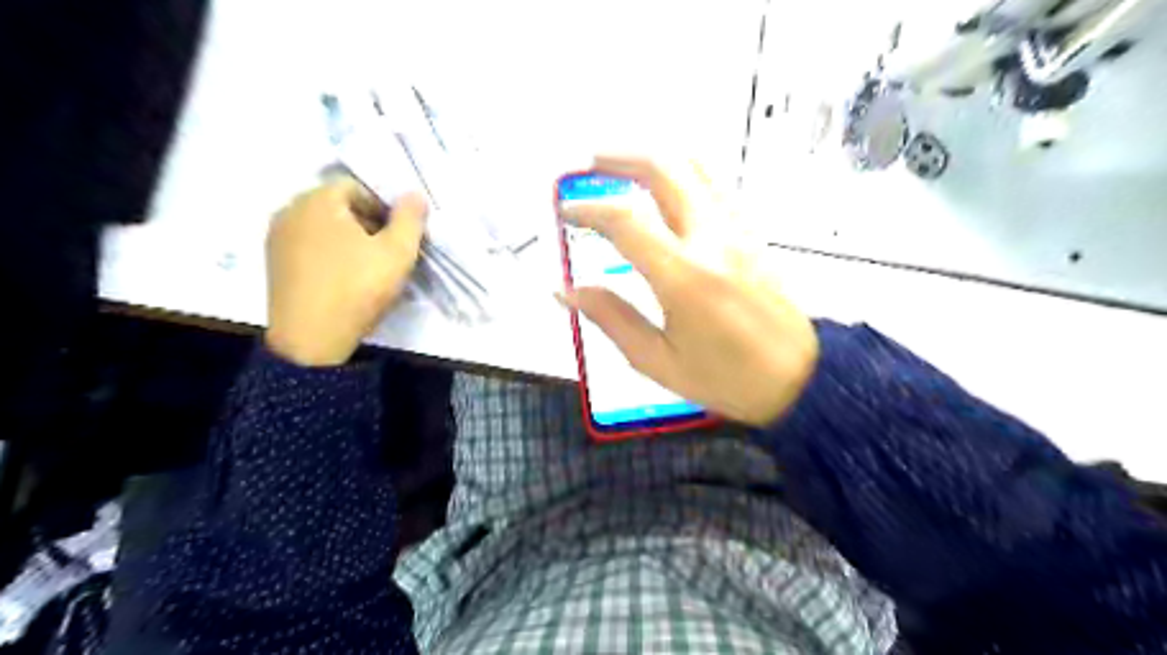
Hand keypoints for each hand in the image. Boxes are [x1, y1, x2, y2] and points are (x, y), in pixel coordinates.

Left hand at [264, 176, 427, 365]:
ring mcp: (277, 238)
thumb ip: (410, 218)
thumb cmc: (358, 288)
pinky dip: (329, 254)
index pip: (356, 187)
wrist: (311, 339)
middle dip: (367, 223)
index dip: (384, 207)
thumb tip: (415, 194)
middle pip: (337, 205)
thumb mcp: (398, 252)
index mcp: (317, 200)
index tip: (399, 236)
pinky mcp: (273, 263)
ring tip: (367, 268)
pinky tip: (344, 279)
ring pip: (322, 227)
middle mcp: (290, 210)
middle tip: (387, 252)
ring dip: (348, 239)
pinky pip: (308, 246)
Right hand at [560, 156, 813, 426]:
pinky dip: (680, 174)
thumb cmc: (727, 378)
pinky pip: (713, 185)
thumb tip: (566, 291)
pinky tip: (663, 192)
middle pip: (664, 168)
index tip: (566, 213)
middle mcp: (712, 240)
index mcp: (684, 277)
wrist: (799, 378)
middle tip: (589, 165)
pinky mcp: (751, 233)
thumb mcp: (657, 360)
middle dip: (619, 157)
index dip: (587, 209)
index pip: (625, 220)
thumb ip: (610, 318)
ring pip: (693, 166)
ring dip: (651, 159)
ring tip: (620, 169)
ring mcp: (737, 230)